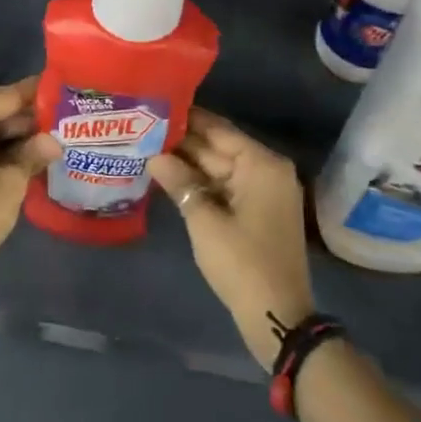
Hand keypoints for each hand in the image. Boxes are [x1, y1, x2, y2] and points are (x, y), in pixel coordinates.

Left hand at [0, 77, 60, 282]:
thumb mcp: (9, 184)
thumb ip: (32, 155)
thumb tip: (54, 140)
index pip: (4, 96)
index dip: (35, 92)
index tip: (64, 86)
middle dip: (30, 117)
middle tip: (68, 116)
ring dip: (20, 137)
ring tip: (59, 135)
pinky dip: (5, 152)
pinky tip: (35, 157)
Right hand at [150, 109, 314, 367]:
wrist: (276, 316)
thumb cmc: (241, 262)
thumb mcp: (204, 220)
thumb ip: (179, 182)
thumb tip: (154, 156)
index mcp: (262, 164)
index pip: (219, 129)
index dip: (187, 118)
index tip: (156, 105)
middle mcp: (268, 170)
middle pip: (220, 147)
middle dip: (183, 142)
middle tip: (144, 128)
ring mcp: (264, 192)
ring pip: (220, 168)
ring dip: (189, 163)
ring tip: (148, 148)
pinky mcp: (258, 212)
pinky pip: (226, 187)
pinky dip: (201, 183)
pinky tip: (170, 178)